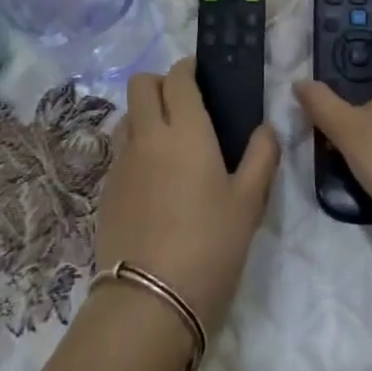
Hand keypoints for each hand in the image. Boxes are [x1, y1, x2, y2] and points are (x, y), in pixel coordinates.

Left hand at [95, 59, 278, 346]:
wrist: (149, 302)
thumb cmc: (209, 245)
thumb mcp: (249, 202)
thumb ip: (261, 157)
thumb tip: (266, 128)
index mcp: (184, 129)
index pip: (177, 77)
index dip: (188, 69)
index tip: (202, 76)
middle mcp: (147, 135)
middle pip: (140, 84)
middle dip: (161, 83)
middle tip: (185, 104)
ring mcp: (121, 162)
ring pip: (126, 116)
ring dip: (144, 114)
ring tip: (169, 142)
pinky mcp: (106, 190)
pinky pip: (119, 150)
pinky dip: (135, 148)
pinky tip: (155, 180)